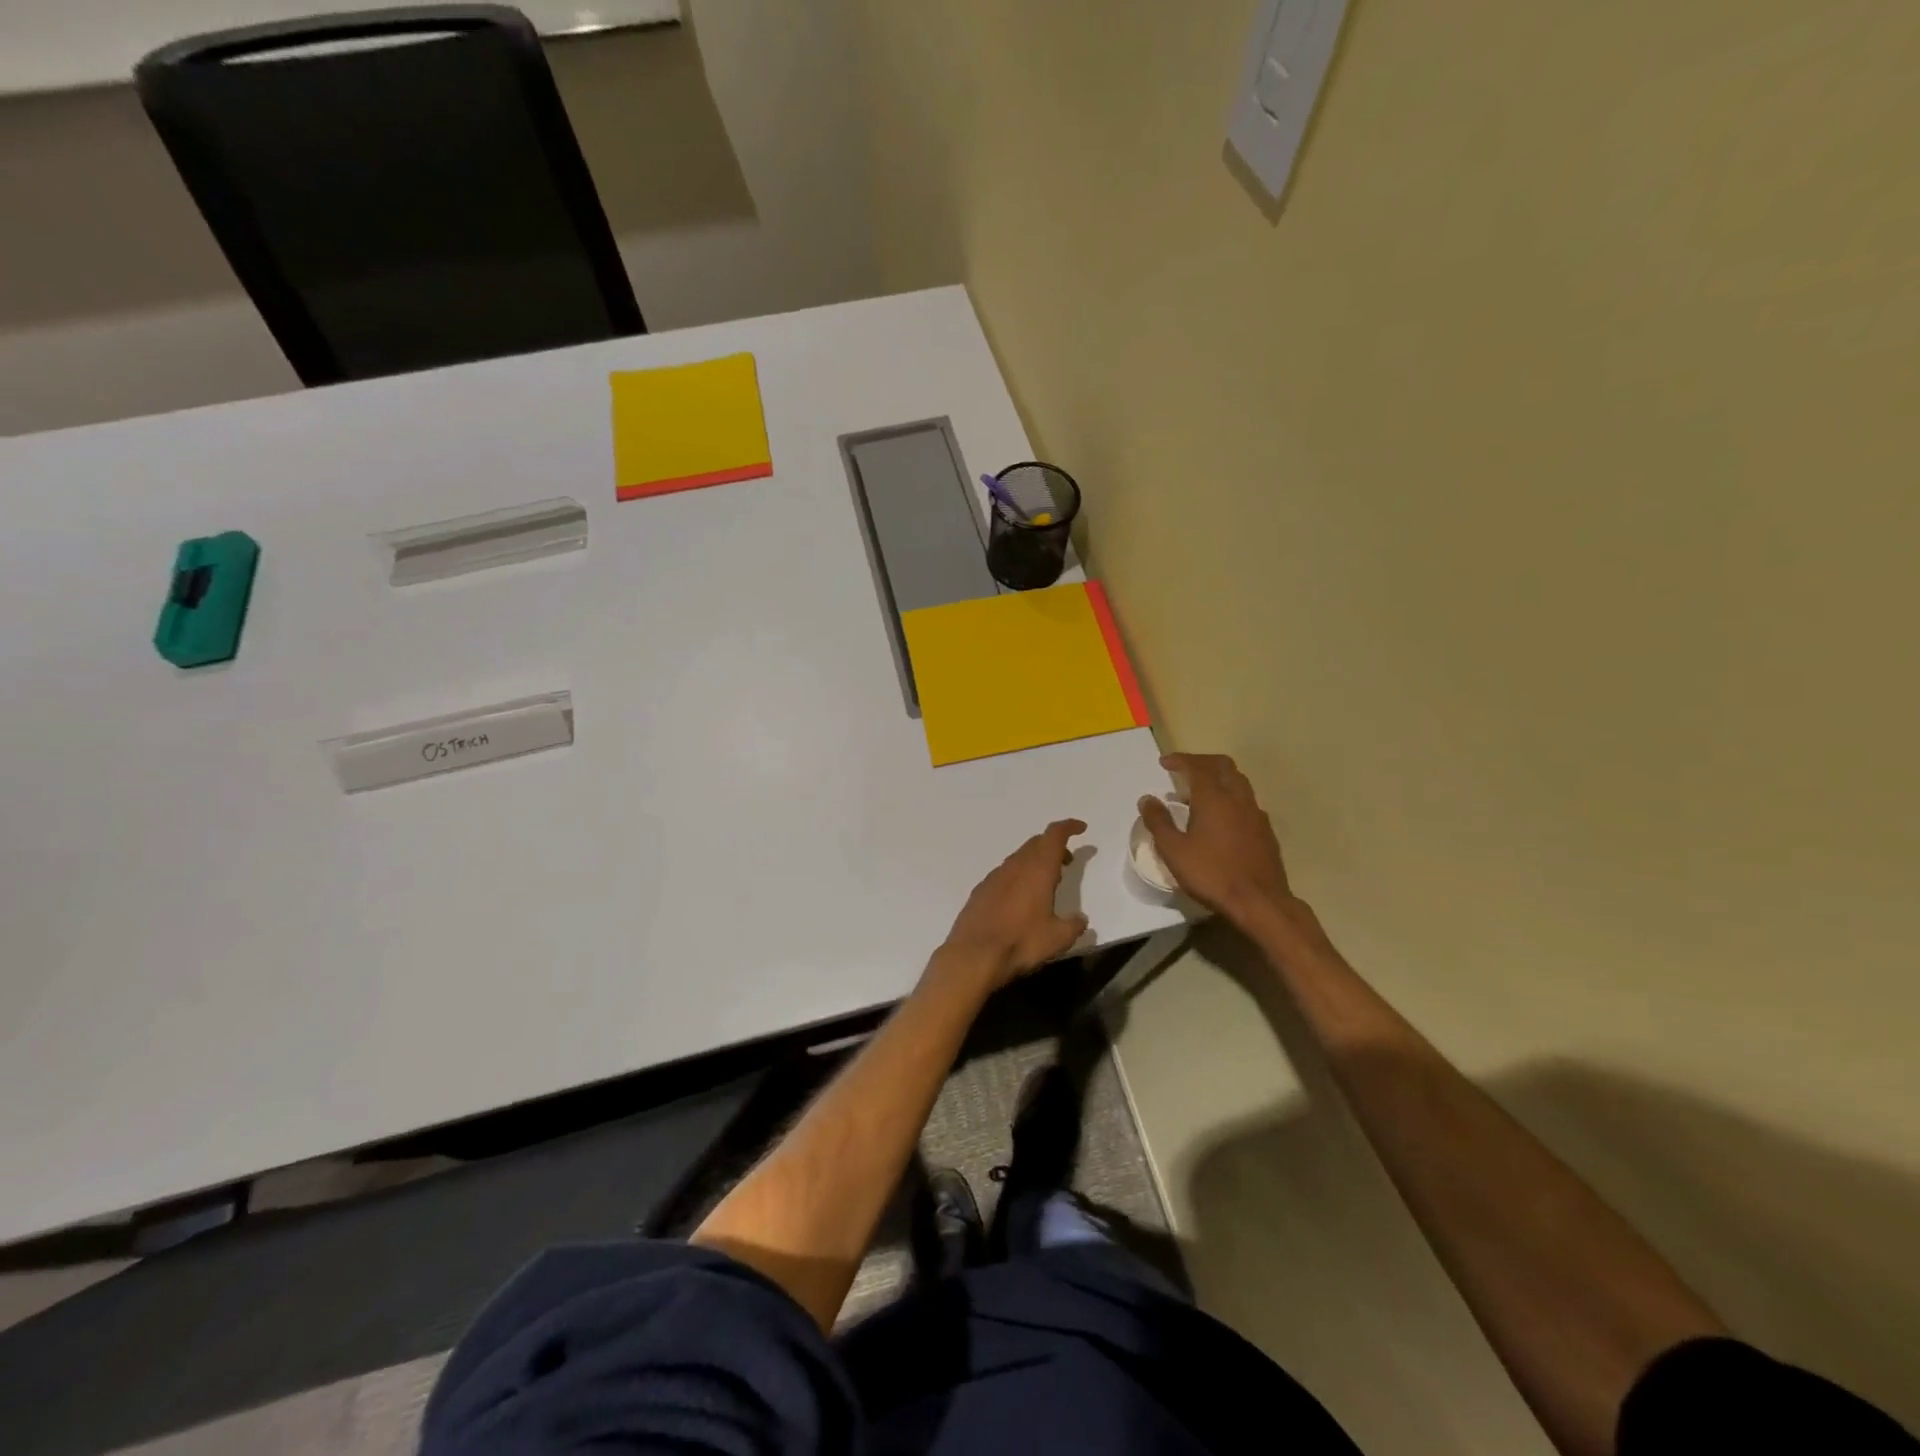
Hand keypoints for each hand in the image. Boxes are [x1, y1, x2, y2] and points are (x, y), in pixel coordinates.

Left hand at [942, 820, 1089, 988]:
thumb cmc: (1021, 942)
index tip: (1081, 828)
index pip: (1054, 835)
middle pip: (1036, 843)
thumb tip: (1080, 919)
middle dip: (1053, 847)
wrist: (973, 955)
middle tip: (1066, 862)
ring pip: (1019, 858)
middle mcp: (1015, 866)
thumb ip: (1074, 925)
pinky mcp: (980, 891)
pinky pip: (1004, 874)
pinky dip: (1017, 876)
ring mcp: (994, 877)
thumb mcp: (1058, 938)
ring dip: (1035, 862)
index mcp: (1038, 869)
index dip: (1069, 827)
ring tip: (1045, 883)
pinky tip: (1019, 899)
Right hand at [1139, 754, 1298, 926]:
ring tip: (1199, 794)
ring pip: (1238, 781)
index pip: (1197, 766)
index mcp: (1214, 798)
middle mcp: (1238, 798)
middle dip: (1202, 762)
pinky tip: (1221, 818)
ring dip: (1218, 778)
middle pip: (1223, 766)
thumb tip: (1147, 799)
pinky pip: (1247, 801)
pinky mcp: (1265, 830)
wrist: (1259, 901)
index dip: (1180, 760)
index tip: (1164, 762)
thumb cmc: (1211, 874)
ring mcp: (1255, 813)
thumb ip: (1159, 822)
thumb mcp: (1174, 850)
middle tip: (1183, 770)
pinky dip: (1230, 797)